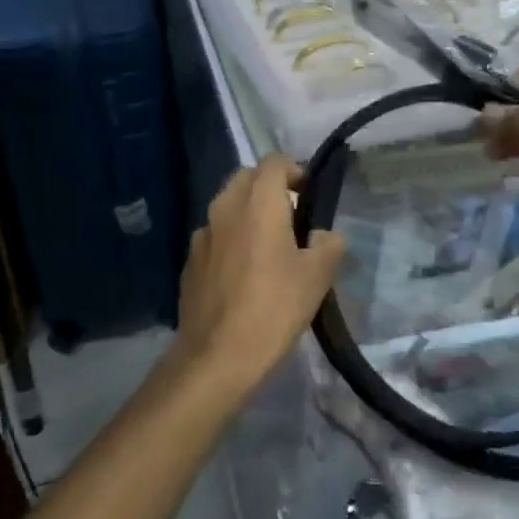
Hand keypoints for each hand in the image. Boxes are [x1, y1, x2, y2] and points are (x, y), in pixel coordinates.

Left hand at [174, 156, 346, 396]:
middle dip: (271, 189)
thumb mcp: (317, 276)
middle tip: (294, 220)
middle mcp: (224, 208)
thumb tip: (325, 235)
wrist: (217, 355)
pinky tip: (244, 274)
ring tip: (271, 248)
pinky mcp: (190, 261)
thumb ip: (328, 244)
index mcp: (256, 202)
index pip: (275, 162)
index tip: (311, 197)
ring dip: (249, 215)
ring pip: (228, 207)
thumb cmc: (274, 308)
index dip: (296, 172)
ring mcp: (201, 234)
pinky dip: (232, 240)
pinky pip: (215, 236)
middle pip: (247, 179)